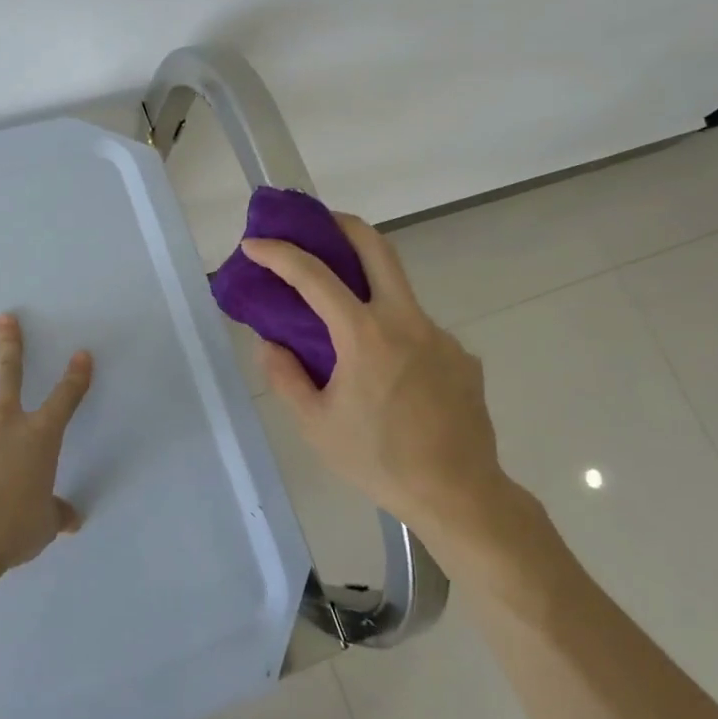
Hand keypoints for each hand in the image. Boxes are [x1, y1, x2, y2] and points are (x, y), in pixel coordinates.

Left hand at [0, 315, 92, 588]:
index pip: (64, 401)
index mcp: (38, 439)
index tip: (82, 355)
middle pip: (8, 377)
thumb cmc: (15, 529)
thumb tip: (71, 520)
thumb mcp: (45, 524)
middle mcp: (2, 427)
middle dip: (9, 346)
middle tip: (4, 318)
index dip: (76, 378)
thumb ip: (56, 515)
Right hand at [243, 215, 512, 538]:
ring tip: (346, 326)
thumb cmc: (379, 461)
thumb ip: (286, 376)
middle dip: (343, 225)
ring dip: (368, 290)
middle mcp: (407, 321)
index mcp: (366, 335)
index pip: (316, 276)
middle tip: (317, 224)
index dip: (280, 255)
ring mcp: (440, 335)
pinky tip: (389, 376)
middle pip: (377, 247)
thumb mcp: (316, 425)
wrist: (459, 494)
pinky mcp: (461, 356)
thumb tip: (270, 342)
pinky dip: (394, 337)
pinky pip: (418, 333)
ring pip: (399, 293)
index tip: (255, 245)